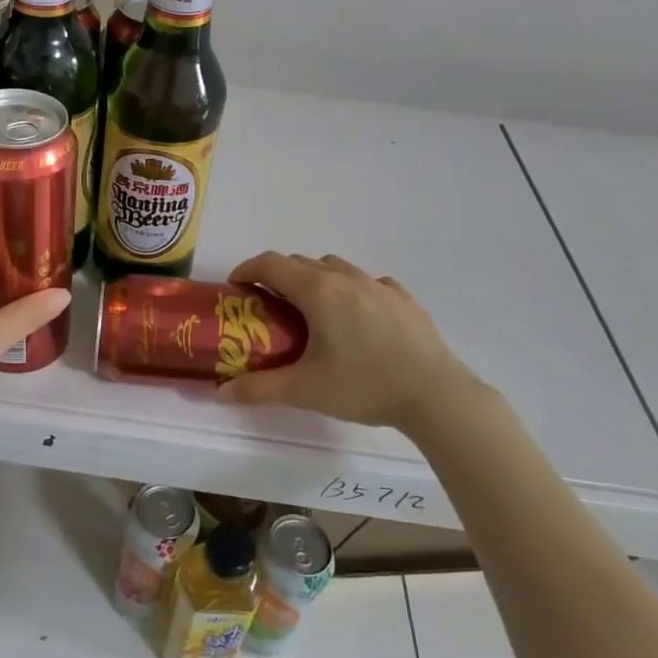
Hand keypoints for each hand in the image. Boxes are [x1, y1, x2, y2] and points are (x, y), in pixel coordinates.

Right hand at [216, 252, 484, 429]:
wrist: (437, 395)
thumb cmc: (364, 385)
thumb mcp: (304, 390)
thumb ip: (258, 389)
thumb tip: (220, 394)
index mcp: (317, 290)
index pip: (270, 264)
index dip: (247, 269)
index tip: (236, 287)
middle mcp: (346, 278)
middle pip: (301, 262)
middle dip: (278, 277)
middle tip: (269, 307)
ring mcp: (379, 285)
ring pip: (335, 267)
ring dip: (315, 279)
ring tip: (313, 311)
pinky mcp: (404, 299)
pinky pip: (368, 283)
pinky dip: (352, 290)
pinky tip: (357, 318)